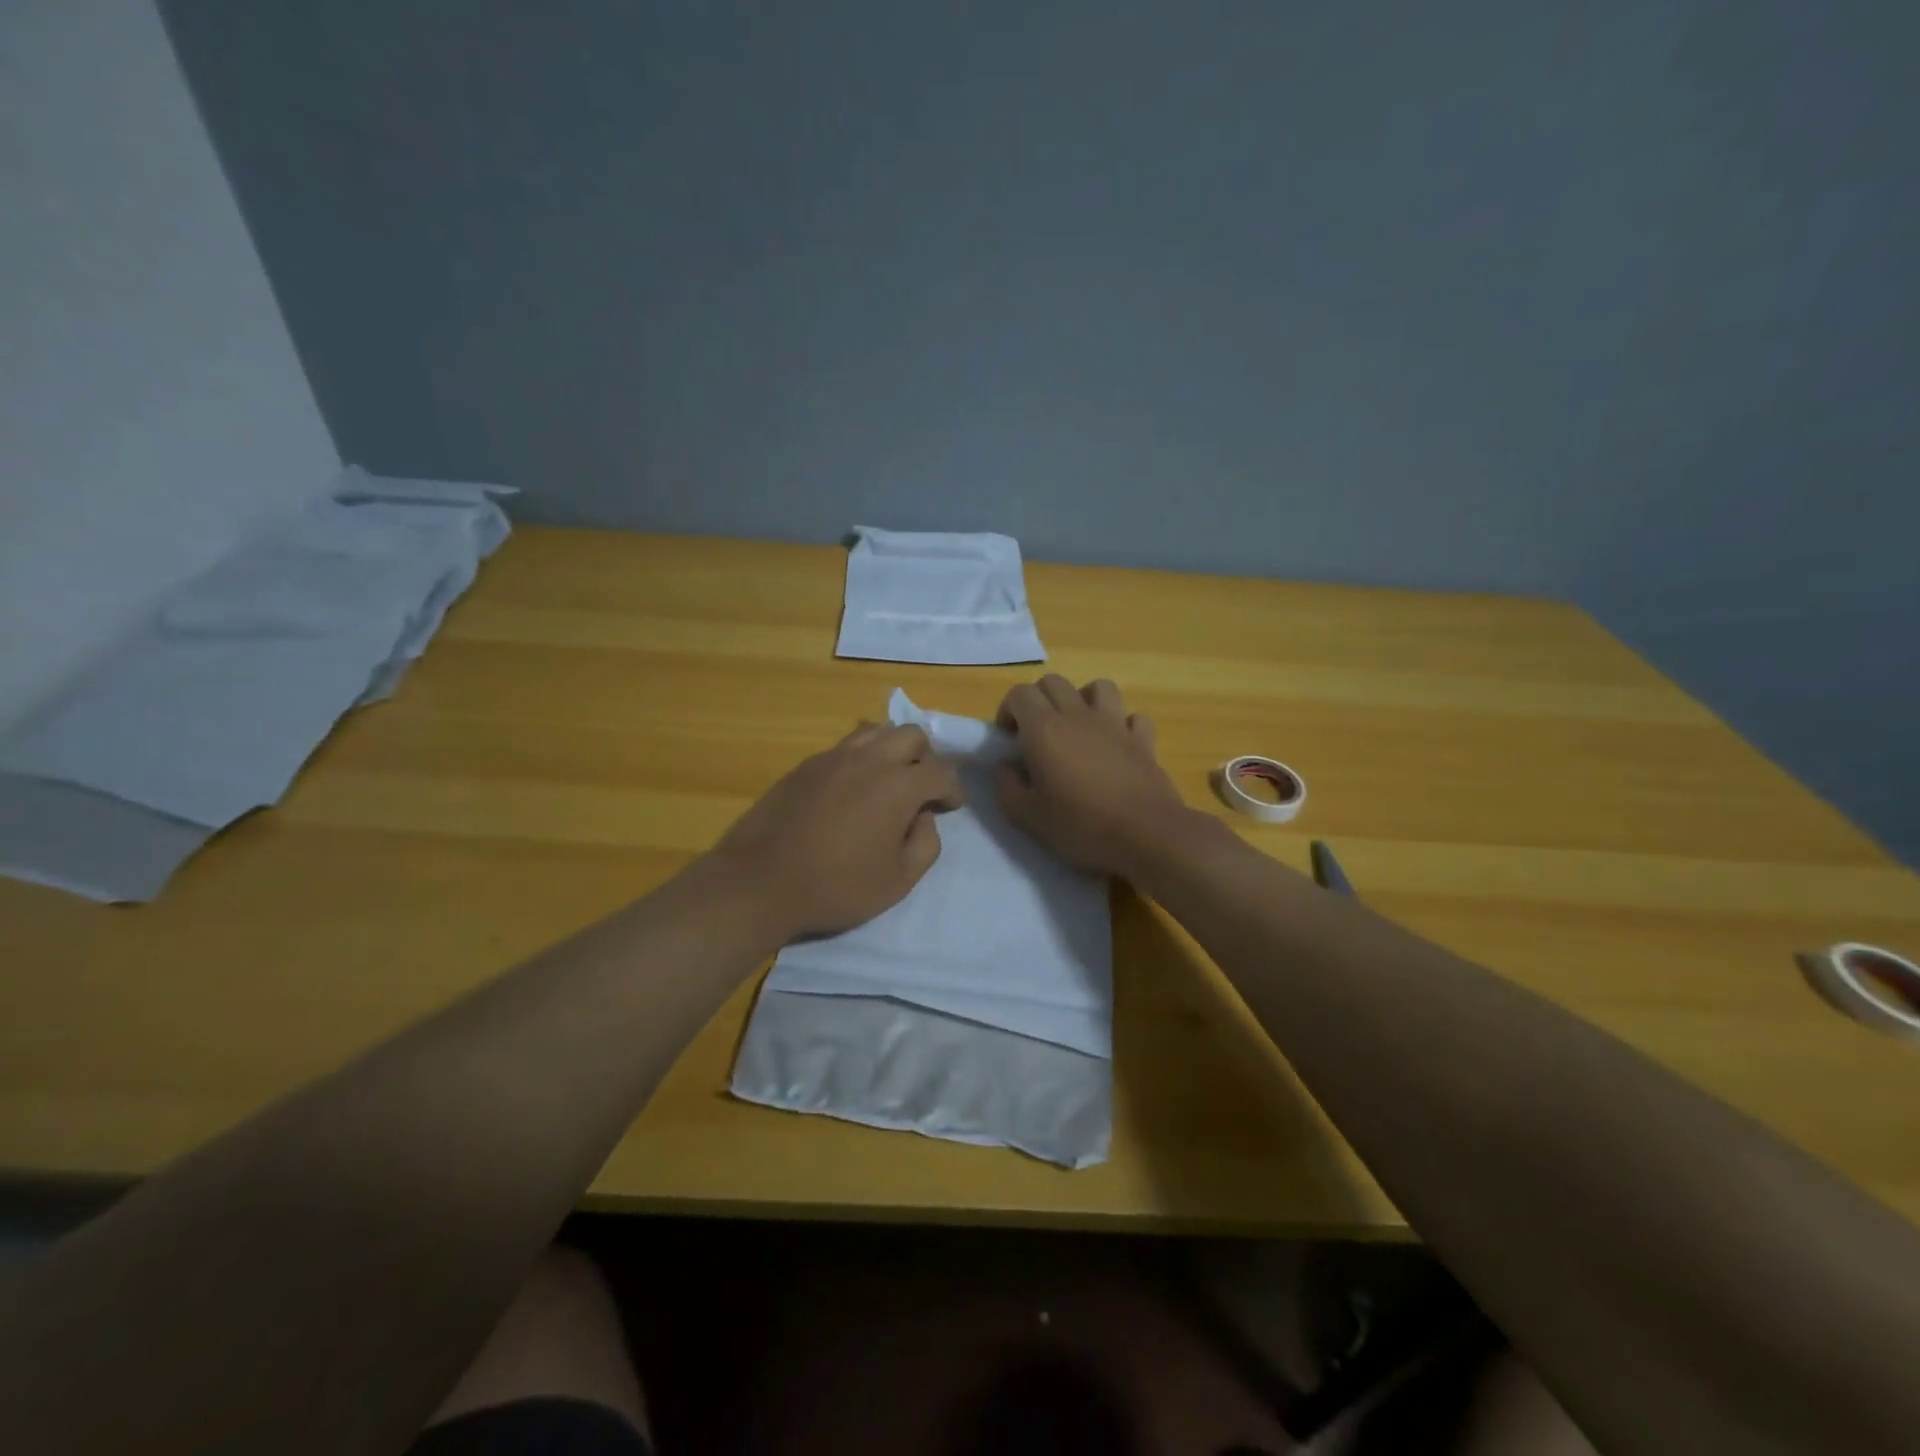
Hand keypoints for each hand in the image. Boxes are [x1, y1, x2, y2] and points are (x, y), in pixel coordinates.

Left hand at [710, 722, 963, 939]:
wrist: (761, 881)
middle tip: (919, 789)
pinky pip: (845, 747)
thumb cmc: (836, 887)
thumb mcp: (898, 882)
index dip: (953, 789)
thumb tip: (924, 817)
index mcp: (898, 786)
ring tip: (887, 781)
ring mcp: (834, 757)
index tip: (949, 807)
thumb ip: (926, 845)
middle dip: (925, 759)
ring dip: (892, 750)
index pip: (942, 771)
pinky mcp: (806, 764)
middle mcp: (870, 759)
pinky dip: (861, 759)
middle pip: (911, 735)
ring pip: (877, 732)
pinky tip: (851, 789)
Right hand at [994, 675, 1191, 877]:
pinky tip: (1117, 745)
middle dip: (1039, 700)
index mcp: (1044, 729)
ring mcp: (1115, 723)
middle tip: (1036, 734)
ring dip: (1083, 700)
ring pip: (1097, 687)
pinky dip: (1122, 724)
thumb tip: (1004, 767)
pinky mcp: (1143, 740)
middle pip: (1053, 682)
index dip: (1008, 711)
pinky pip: (1132, 717)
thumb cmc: (1080, 826)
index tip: (1009, 739)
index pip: (1019, 693)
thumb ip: (1006, 787)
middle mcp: (1078, 715)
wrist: (1145, 834)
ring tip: (1078, 728)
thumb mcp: (1027, 817)